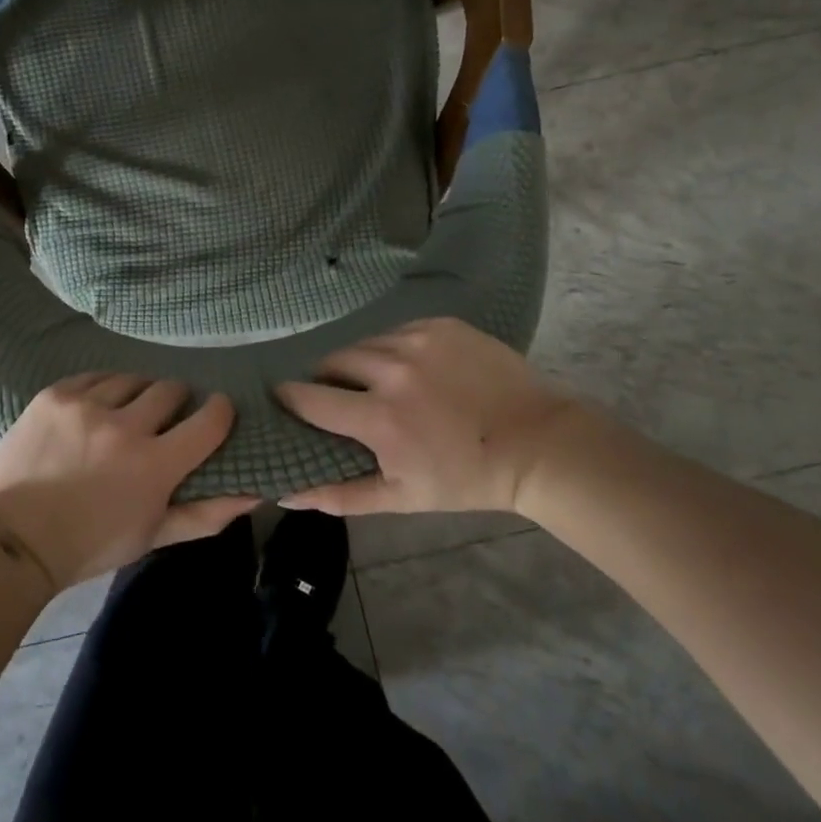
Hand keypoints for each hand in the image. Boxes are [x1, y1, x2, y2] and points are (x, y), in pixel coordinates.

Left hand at [0, 374, 259, 591]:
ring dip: (137, 393)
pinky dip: (102, 389)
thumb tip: (255, 494)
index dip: (219, 411)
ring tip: (125, 412)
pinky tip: (95, 408)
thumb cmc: (91, 544)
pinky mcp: (56, 394)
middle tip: (164, 418)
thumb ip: (205, 514)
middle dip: (175, 401)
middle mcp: (125, 426)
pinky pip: (95, 376)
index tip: (216, 410)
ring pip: (132, 379)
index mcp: (154, 465)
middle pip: (170, 389)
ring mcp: (87, 405)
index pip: (209, 420)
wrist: (15, 539)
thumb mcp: (153, 535)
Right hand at [275, 318, 583, 517]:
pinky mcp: (440, 324)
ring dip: (361, 362)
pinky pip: (397, 331)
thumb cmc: (467, 479)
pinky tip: (412, 368)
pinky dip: (393, 348)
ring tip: (376, 381)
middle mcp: (392, 369)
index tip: (282, 399)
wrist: (538, 444)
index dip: (290, 398)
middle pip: (333, 361)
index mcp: (379, 417)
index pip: (310, 398)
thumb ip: (340, 495)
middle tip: (338, 395)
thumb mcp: (402, 497)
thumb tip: (286, 494)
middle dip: (327, 378)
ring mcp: (418, 340)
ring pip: (365, 343)